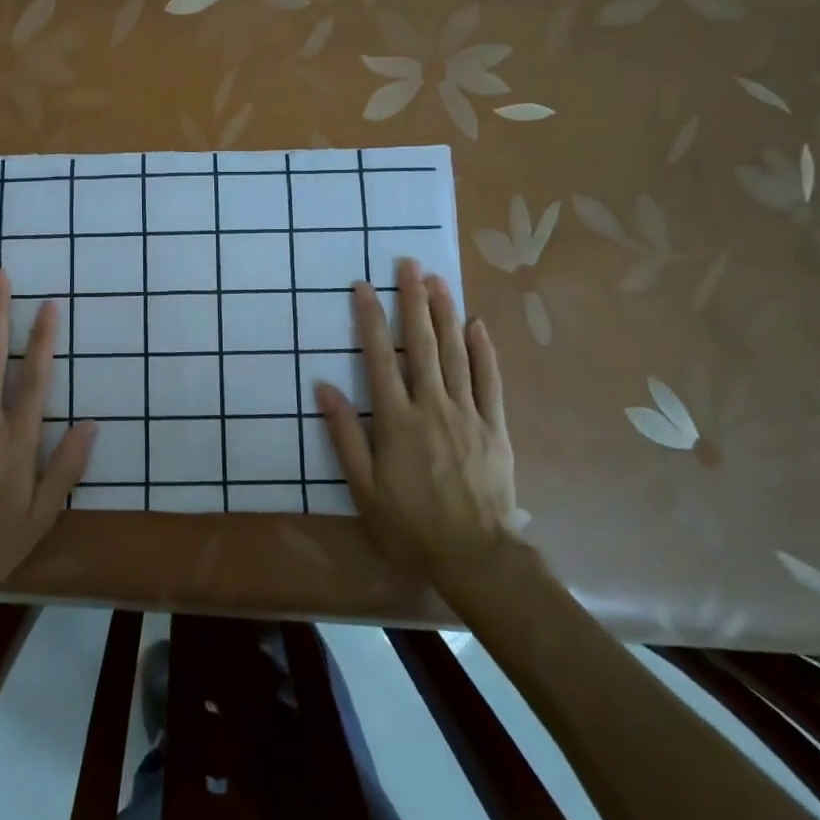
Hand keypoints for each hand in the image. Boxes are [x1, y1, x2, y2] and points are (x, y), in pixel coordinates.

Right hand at [314, 258, 516, 582]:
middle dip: (412, 301)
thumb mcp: (363, 488)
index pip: (378, 358)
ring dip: (445, 314)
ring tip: (437, 280)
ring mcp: (468, 414)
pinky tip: (477, 324)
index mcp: (397, 420)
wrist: (475, 555)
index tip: (363, 286)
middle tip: (408, 264)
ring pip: (455, 353)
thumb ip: (344, 435)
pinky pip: (489, 380)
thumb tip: (324, 387)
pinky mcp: (495, 427)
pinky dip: (483, 350)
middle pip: (420, 344)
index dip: (369, 319)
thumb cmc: (410, 525)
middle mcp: (432, 406)